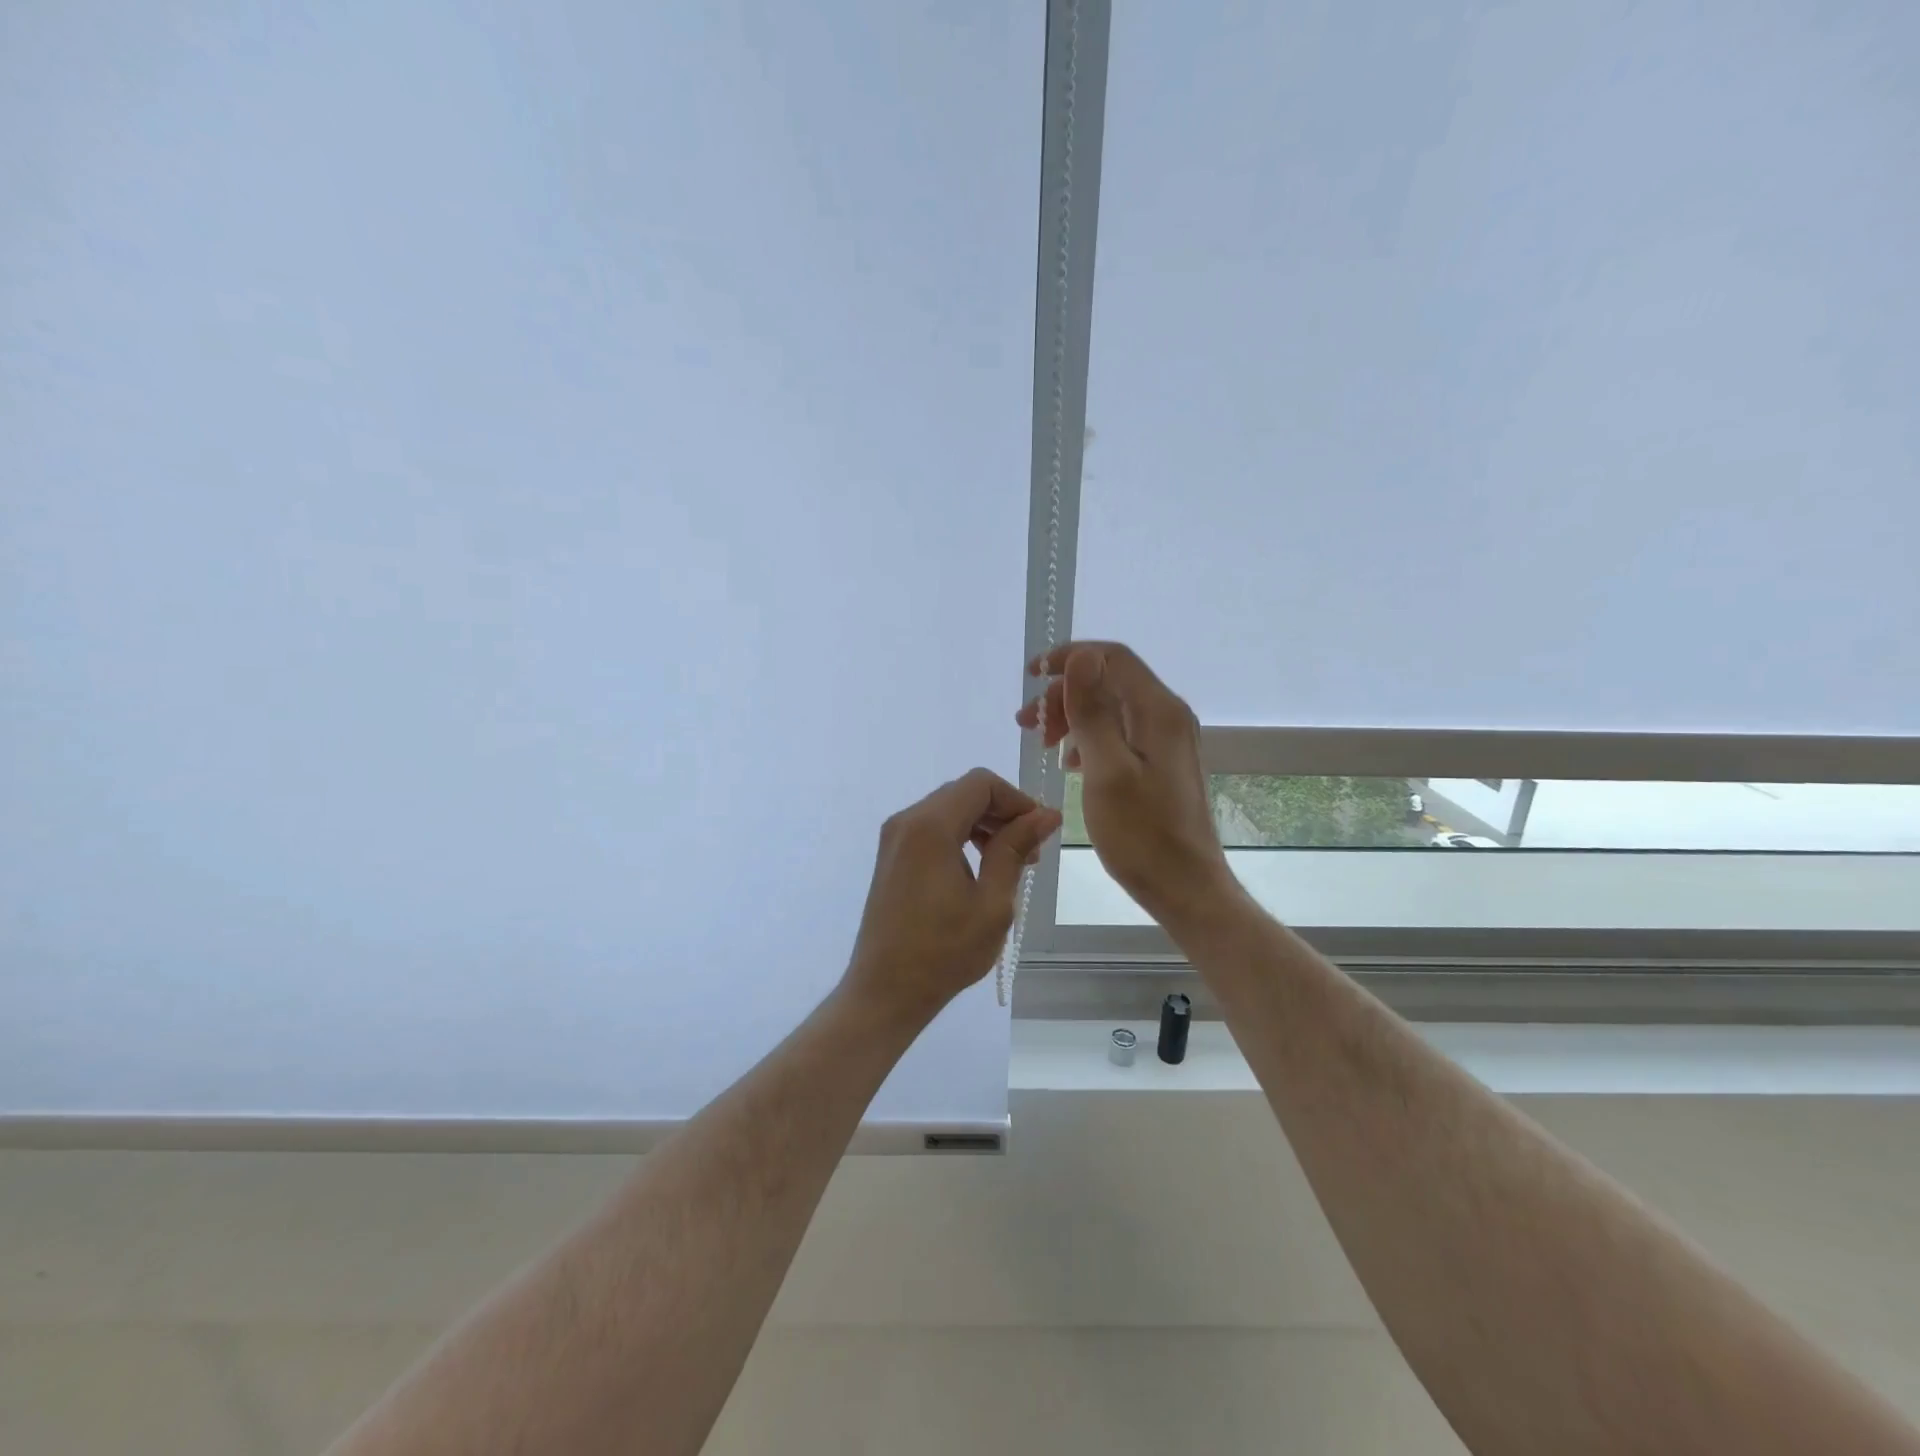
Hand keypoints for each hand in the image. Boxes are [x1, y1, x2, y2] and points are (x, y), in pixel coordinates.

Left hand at [843, 768, 1061, 1023]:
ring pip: (948, 810)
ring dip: (983, 826)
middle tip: (1030, 853)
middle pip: (963, 793)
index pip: (980, 783)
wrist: (885, 990)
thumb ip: (1015, 849)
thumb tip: (1045, 814)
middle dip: (1002, 813)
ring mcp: (895, 839)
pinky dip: (961, 837)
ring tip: (1010, 865)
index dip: (1016, 799)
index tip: (1040, 831)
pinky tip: (979, 871)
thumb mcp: (992, 901)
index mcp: (930, 826)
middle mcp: (906, 821)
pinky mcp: (892, 857)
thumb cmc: (944, 951)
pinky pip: (932, 829)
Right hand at [1017, 642, 1231, 924]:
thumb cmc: (1142, 834)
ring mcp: (1166, 740)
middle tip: (1026, 724)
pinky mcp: (1160, 762)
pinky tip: (1069, 763)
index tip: (1030, 677)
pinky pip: (1119, 733)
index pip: (1111, 657)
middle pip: (1109, 681)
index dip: (1068, 658)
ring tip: (1041, 744)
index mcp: (1158, 711)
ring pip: (1111, 707)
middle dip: (1064, 694)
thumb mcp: (1106, 771)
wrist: (1186, 887)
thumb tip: (1080, 656)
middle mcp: (1167, 715)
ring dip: (1073, 716)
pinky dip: (1088, 739)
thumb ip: (1092, 711)